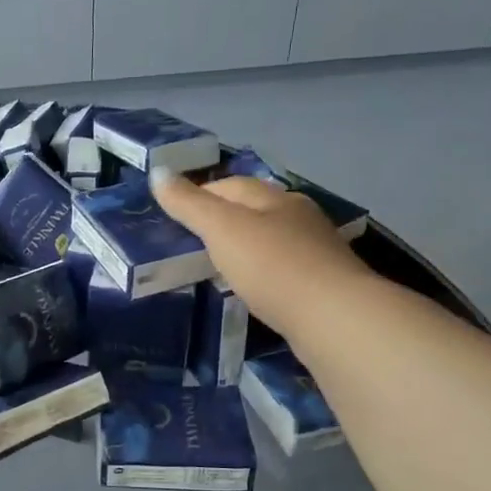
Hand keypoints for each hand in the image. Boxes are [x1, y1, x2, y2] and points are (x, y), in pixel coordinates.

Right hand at [151, 171, 367, 340]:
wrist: (334, 318)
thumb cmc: (272, 267)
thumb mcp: (222, 230)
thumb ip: (189, 204)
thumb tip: (157, 172)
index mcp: (275, 198)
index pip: (230, 185)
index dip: (199, 194)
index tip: (173, 215)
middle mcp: (298, 216)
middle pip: (253, 209)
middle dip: (223, 219)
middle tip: (190, 241)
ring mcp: (314, 250)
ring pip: (270, 239)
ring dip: (244, 246)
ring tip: (216, 264)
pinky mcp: (321, 283)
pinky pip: (282, 268)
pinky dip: (261, 272)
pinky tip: (251, 287)